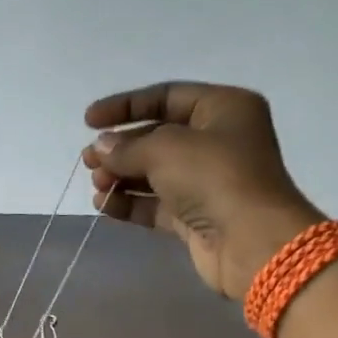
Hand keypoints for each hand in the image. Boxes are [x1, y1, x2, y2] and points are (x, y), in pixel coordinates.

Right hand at [82, 81, 320, 299]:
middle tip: (89, 160)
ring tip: (97, 185)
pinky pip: (156, 204)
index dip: (125, 106)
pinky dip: (130, 203)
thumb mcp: (165, 149)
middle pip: (158, 137)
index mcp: (223, 109)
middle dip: (121, 148)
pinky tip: (104, 205)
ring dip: (121, 177)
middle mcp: (218, 141)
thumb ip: (127, 147)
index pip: (166, 97)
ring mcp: (207, 181)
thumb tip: (101, 148)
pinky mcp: (196, 216)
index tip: (89, 121)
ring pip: (154, 173)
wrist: (249, 241)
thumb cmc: (214, 177)